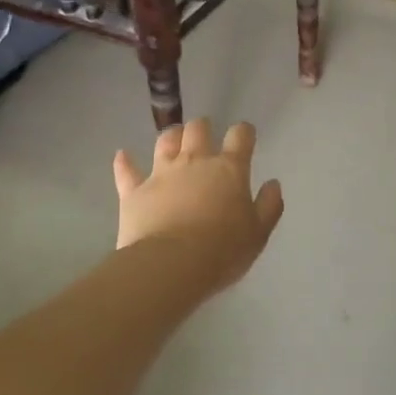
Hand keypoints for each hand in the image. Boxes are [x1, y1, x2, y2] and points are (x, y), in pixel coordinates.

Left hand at [112, 119, 284, 290]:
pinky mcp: (134, 191)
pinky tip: (122, 155)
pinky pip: (127, 170)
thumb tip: (273, 184)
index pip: (240, 136)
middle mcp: (194, 161)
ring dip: (171, 137)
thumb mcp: (258, 233)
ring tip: (174, 140)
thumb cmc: (222, 251)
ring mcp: (161, 173)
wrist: (171, 266)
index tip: (245, 136)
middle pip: (198, 129)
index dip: (244, 132)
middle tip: (205, 137)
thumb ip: (268, 205)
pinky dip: (124, 162)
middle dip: (203, 128)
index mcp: (228, 169)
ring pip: (165, 141)